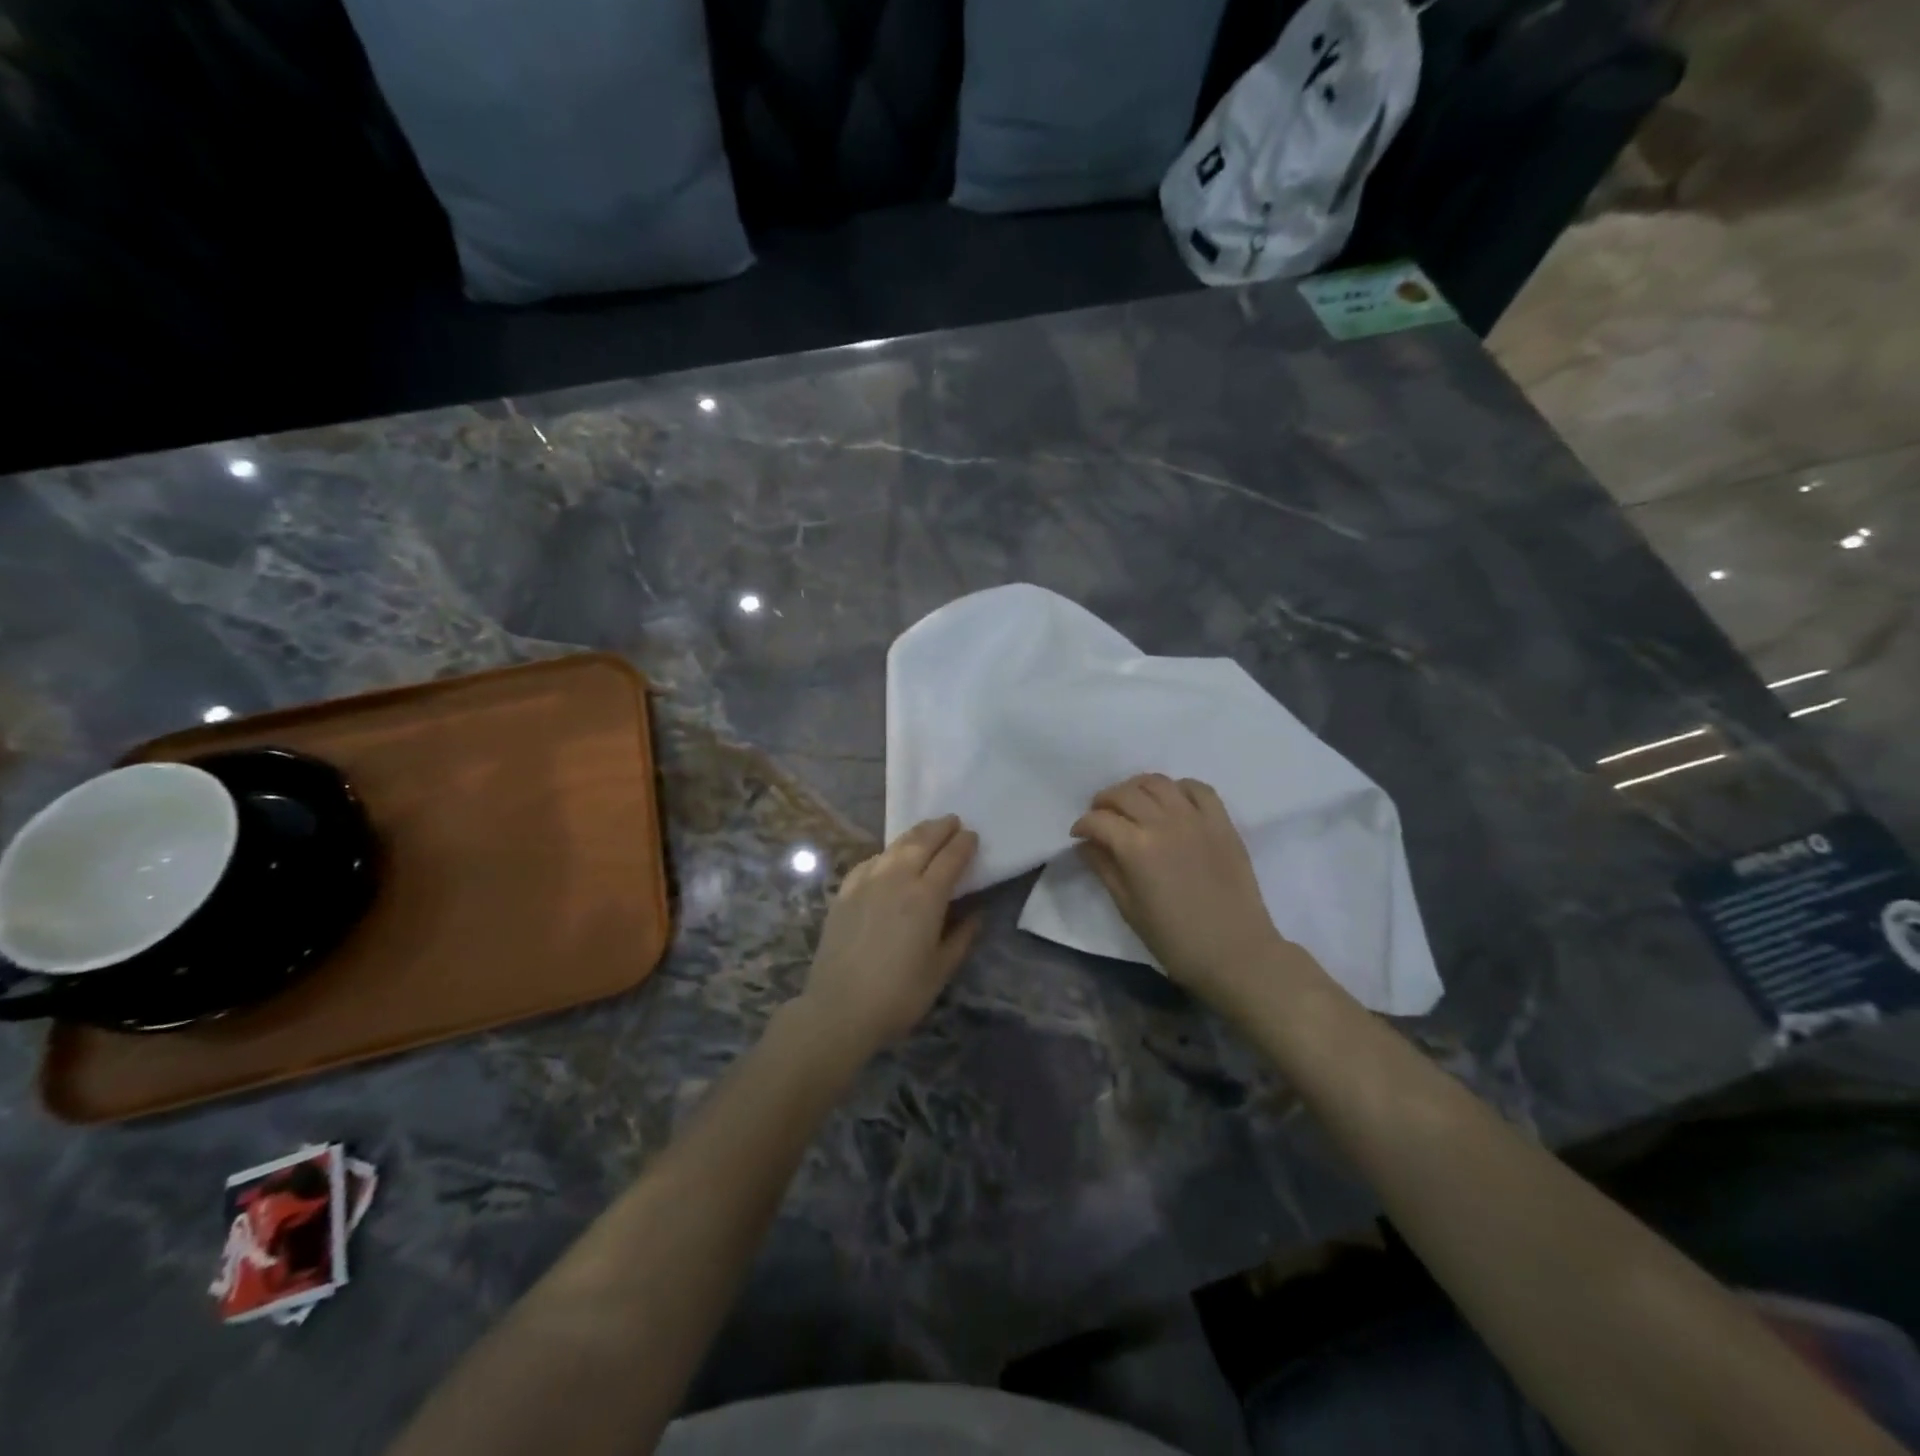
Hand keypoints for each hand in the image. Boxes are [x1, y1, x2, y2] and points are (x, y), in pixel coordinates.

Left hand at [798, 815, 980, 1059]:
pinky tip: (888, 857)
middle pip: (921, 842)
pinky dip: (886, 853)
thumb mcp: (940, 970)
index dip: (963, 844)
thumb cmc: (898, 994)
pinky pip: (870, 862)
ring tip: (926, 830)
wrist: (838, 1008)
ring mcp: (866, 882)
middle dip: (940, 828)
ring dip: (914, 834)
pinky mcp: (844, 892)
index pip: (950, 858)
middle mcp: (896, 879)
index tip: (972, 835)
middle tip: (952, 821)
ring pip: (894, 847)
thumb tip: (976, 913)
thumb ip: (961, 937)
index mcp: (926, 897)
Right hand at [1072, 774, 1300, 1004]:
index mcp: (1136, 848)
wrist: (1235, 952)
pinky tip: (1172, 803)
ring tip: (1133, 804)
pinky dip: (1179, 788)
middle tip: (1100, 817)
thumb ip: (1104, 869)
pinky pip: (1198, 788)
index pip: (1098, 820)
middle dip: (1104, 802)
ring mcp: (1196, 818)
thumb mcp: (1128, 908)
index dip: (1082, 825)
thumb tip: (1085, 845)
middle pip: (1124, 794)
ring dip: (1137, 788)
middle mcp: (1164, 823)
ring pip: (1158, 782)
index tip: (1078, 835)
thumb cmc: (1174, 939)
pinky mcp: (1222, 822)